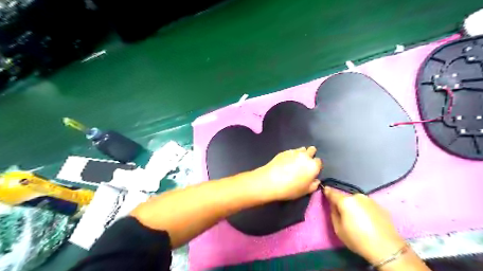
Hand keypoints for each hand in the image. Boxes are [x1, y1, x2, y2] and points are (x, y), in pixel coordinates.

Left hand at [253, 146, 323, 200]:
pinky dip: (292, 154)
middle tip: (305, 163)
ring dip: (301, 153)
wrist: (271, 181)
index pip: (319, 162)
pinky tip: (287, 161)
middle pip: (312, 150)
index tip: (311, 171)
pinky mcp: (284, 151)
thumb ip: (314, 185)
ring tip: (296, 161)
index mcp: (313, 166)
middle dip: (310, 155)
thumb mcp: (305, 191)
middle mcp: (305, 156)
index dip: (316, 166)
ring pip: (302, 149)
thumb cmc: (291, 189)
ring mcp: (294, 152)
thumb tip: (316, 180)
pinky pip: (292, 150)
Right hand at [325, 186, 405, 264]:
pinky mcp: (380, 206)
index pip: (332, 192)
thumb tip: (333, 205)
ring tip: (356, 218)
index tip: (324, 191)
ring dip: (353, 206)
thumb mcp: (338, 229)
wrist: (387, 248)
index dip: (327, 192)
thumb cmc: (358, 239)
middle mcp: (358, 196)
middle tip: (342, 213)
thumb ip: (333, 213)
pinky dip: (363, 209)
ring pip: (356, 200)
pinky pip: (366, 205)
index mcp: (346, 201)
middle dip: (342, 202)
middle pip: (345, 197)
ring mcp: (370, 200)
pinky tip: (366, 220)